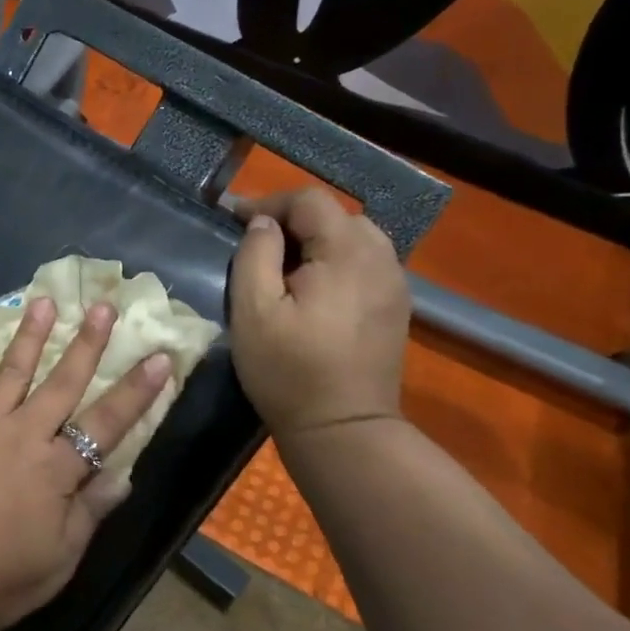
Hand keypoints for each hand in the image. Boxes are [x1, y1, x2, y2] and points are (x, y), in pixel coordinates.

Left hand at [0, 296, 172, 630]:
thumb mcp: (56, 561)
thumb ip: (88, 513)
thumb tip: (121, 476)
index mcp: (55, 469)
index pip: (106, 423)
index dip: (136, 391)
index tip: (160, 357)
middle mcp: (20, 435)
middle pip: (60, 382)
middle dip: (86, 343)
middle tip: (101, 304)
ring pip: (9, 372)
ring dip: (28, 336)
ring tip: (41, 301)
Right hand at [229, 188, 409, 439]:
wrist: (344, 429)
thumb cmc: (289, 370)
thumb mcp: (253, 311)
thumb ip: (255, 255)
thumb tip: (262, 224)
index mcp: (347, 253)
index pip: (309, 201)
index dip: (268, 202)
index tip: (233, 220)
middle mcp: (381, 258)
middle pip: (336, 215)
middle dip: (293, 221)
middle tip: (256, 245)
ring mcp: (395, 284)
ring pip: (355, 238)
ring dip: (317, 241)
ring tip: (284, 267)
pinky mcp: (396, 307)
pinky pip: (365, 264)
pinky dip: (336, 262)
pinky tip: (313, 291)